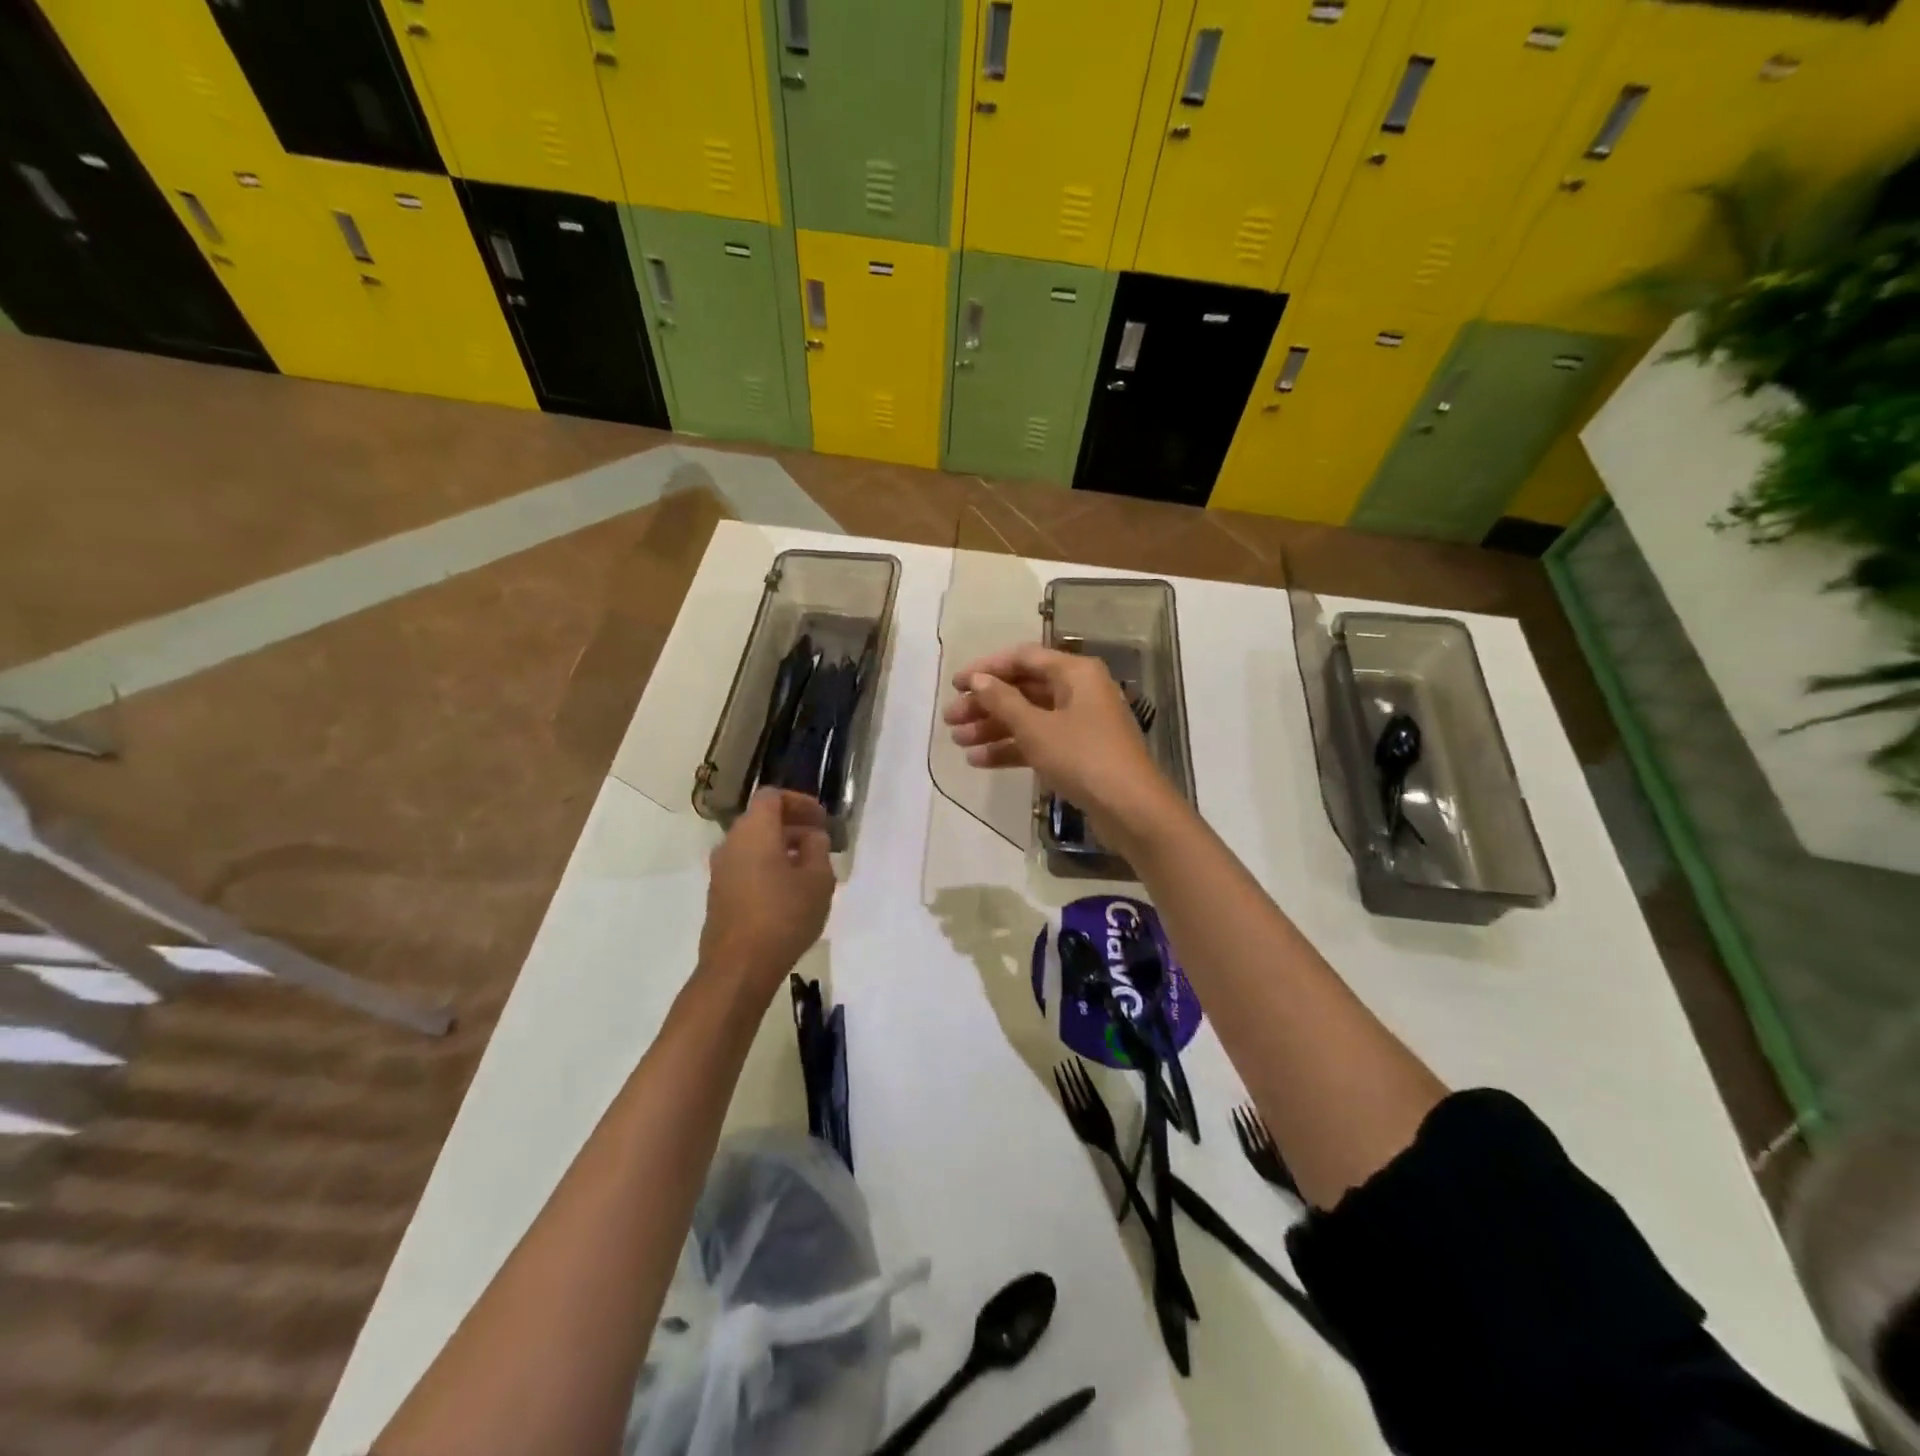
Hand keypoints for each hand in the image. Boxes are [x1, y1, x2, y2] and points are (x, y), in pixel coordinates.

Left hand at [700, 789, 833, 994]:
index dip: (800, 802)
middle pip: (762, 820)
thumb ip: (818, 849)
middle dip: (793, 826)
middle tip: (821, 843)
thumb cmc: (783, 915)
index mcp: (754, 831)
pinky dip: (768, 866)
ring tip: (809, 868)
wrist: (738, 967)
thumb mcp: (818, 879)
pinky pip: (746, 866)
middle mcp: (731, 843)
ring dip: (781, 848)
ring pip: (754, 845)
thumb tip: (812, 837)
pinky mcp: (719, 894)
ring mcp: (721, 870)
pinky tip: (789, 890)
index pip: (773, 797)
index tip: (822, 819)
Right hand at [943, 643, 1171, 840]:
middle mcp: (1079, 690)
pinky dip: (1012, 748)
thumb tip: (978, 680)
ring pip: (1028, 717)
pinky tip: (980, 761)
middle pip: (1023, 688)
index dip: (986, 669)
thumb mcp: (1036, 728)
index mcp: (1075, 672)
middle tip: (950, 720)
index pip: (1023, 658)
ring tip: (957, 742)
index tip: (955, 685)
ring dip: (993, 728)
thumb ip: (1003, 701)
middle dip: (985, 704)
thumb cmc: (1083, 757)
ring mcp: (1080, 722)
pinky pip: (1039, 741)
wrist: (1131, 809)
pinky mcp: (1079, 751)